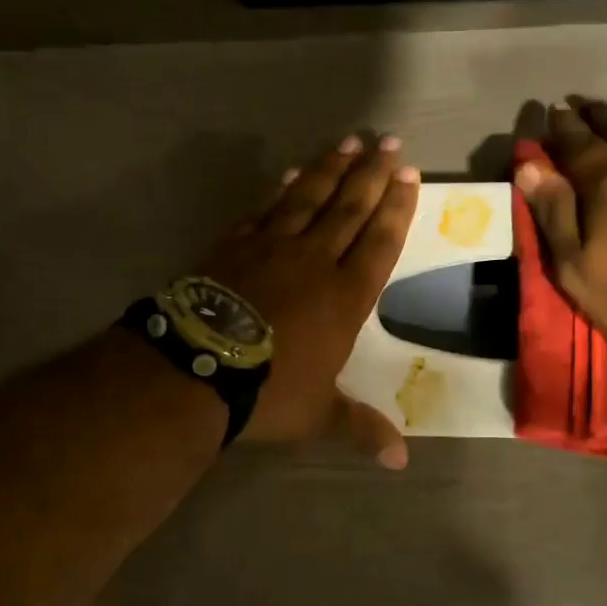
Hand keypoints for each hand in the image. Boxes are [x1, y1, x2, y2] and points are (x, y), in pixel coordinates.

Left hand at [196, 134, 420, 466]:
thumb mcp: (320, 415)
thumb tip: (401, 463)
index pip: (380, 242)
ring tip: (349, 142)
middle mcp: (315, 261)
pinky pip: (265, 209)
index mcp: (345, 296)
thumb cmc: (269, 391)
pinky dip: (282, 189)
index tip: (408, 175)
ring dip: (332, 169)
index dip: (397, 207)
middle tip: (389, 142)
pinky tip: (292, 173)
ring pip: (309, 198)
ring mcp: (272, 247)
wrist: (198, 368)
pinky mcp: (235, 245)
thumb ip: (362, 428)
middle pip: (350, 208)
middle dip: (372, 174)